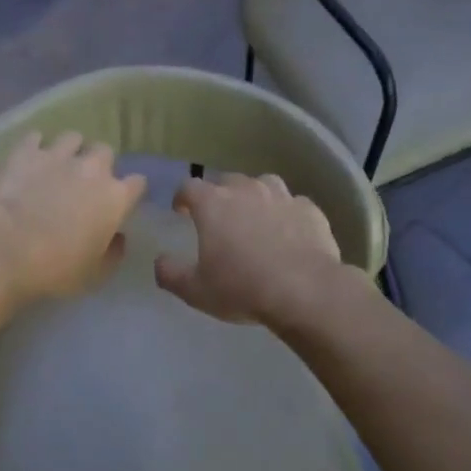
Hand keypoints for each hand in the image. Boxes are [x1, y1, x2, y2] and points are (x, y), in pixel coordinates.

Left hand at [0, 131, 146, 304]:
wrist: (7, 248)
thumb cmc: (57, 268)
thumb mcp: (95, 273)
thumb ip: (113, 252)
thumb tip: (118, 237)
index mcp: (115, 197)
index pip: (137, 183)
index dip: (130, 192)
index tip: (120, 202)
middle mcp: (92, 169)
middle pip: (106, 152)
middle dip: (99, 164)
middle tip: (86, 182)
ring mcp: (58, 155)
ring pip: (73, 137)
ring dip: (70, 149)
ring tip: (58, 164)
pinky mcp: (26, 152)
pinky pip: (36, 138)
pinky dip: (35, 146)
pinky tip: (30, 158)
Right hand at [154, 173, 348, 326]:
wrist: (304, 290)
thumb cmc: (241, 288)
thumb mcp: (194, 290)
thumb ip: (170, 273)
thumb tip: (160, 261)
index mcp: (213, 204)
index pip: (189, 187)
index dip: (182, 197)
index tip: (181, 211)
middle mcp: (246, 190)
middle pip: (227, 181)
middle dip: (219, 195)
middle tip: (218, 218)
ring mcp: (282, 196)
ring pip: (263, 184)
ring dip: (255, 196)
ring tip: (255, 217)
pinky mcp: (310, 210)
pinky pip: (293, 204)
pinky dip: (286, 213)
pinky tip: (288, 232)